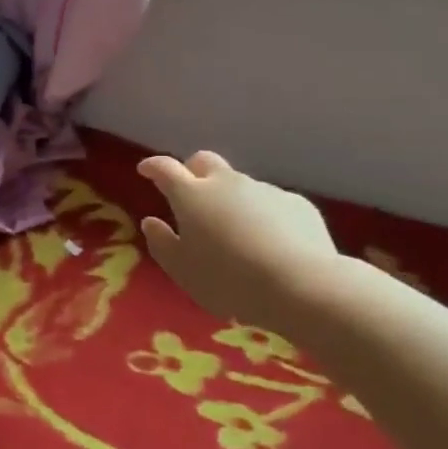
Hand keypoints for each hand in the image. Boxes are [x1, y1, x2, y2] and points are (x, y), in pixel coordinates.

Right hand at [138, 150, 341, 326]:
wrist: (301, 286)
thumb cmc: (229, 281)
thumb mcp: (183, 271)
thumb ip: (162, 243)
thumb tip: (151, 222)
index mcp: (192, 196)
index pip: (166, 168)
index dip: (153, 166)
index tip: (146, 170)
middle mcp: (227, 183)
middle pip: (205, 162)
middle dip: (193, 171)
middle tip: (190, 194)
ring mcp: (265, 190)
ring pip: (240, 185)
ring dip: (231, 199)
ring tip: (236, 233)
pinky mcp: (297, 204)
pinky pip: (272, 203)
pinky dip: (264, 216)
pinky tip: (271, 243)